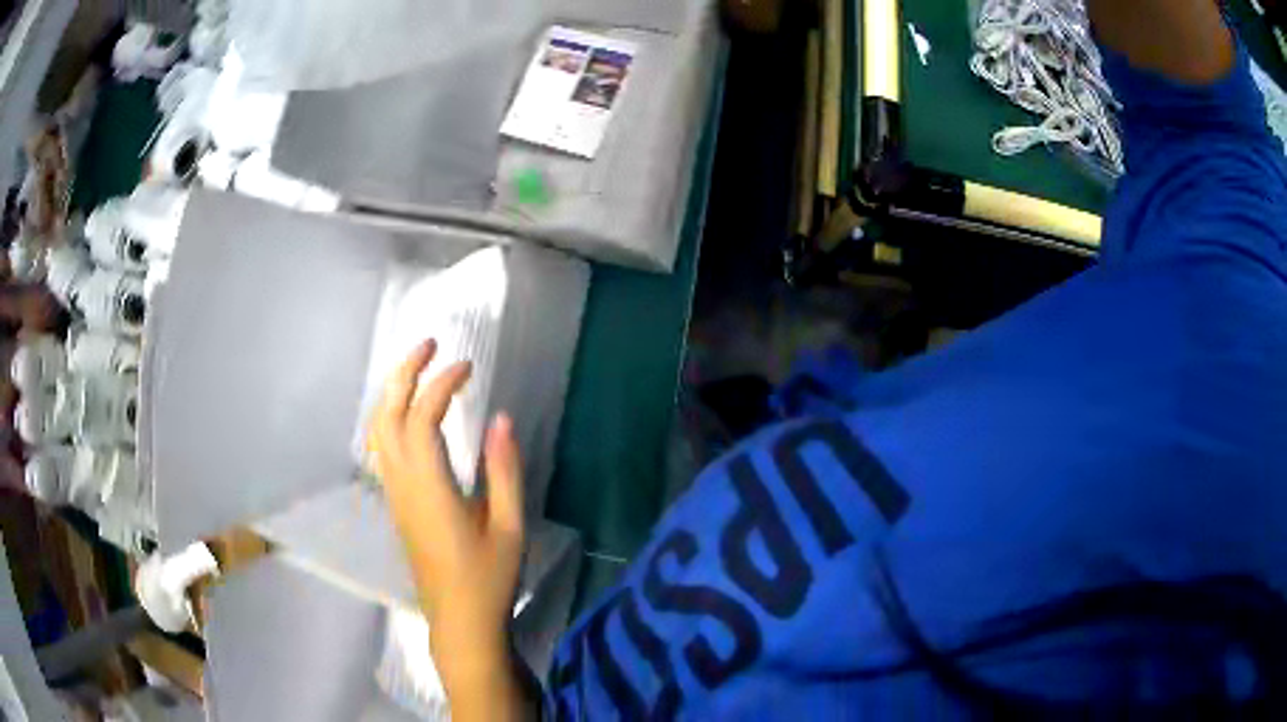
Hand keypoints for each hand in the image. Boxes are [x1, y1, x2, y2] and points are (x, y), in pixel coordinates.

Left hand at [368, 340, 524, 687]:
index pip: (423, 417)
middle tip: (430, 343)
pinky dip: (391, 414)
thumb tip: (501, 419)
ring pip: (378, 429)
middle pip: (388, 413)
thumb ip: (504, 471)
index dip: (442, 383)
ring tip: (419, 367)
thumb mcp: (509, 526)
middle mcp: (403, 483)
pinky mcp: (396, 503)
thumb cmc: (489, 578)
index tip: (469, 366)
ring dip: (393, 391)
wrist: (459, 620)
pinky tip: (410, 411)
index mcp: (430, 487)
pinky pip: (382, 446)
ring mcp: (394, 493)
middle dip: (404, 372)